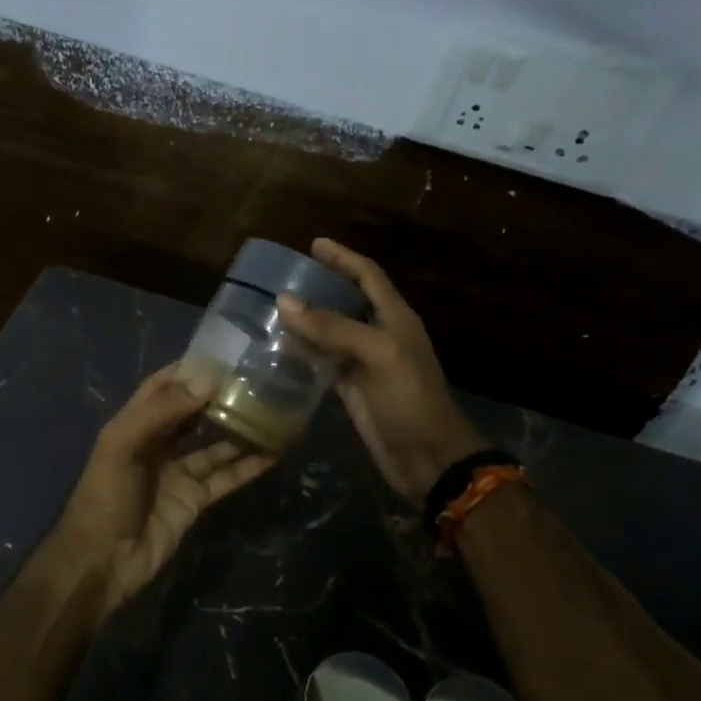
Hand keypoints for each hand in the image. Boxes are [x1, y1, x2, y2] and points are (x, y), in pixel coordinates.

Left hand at [46, 365, 272, 620]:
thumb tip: (207, 381)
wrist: (101, 562)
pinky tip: (272, 453)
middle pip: (192, 413)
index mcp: (134, 424)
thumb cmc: (105, 497)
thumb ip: (162, 412)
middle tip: (256, 380)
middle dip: (218, 397)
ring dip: (238, 430)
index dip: (188, 371)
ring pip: (214, 445)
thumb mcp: (123, 446)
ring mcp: (177, 473)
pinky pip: (224, 478)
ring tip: (271, 411)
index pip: (162, 387)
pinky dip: (247, 467)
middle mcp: (157, 444)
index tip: (223, 356)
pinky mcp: (193, 500)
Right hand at [276, 238, 487, 505]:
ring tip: (272, 308)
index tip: (314, 243)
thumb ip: (333, 327)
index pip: (368, 275)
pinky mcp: (352, 390)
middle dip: (320, 285)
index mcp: (395, 318)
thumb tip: (284, 300)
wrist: (427, 458)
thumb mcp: (377, 354)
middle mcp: (380, 335)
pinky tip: (279, 349)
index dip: (343, 257)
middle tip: (283, 276)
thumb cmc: (409, 399)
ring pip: (332, 332)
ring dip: (307, 320)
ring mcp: (365, 364)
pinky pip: (324, 363)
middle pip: (348, 300)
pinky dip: (304, 354)